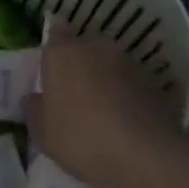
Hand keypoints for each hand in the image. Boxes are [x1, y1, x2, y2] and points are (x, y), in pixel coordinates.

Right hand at [32, 19, 183, 187]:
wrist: (142, 156)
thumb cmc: (80, 139)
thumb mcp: (43, 134)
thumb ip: (35, 109)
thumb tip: (34, 97)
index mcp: (63, 52)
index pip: (56, 31)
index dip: (55, 45)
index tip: (53, 64)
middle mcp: (96, 46)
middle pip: (85, 46)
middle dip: (82, 63)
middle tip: (77, 92)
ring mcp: (129, 60)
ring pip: (112, 62)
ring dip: (108, 77)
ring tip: (106, 109)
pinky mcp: (155, 79)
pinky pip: (134, 82)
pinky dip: (130, 93)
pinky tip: (130, 119)